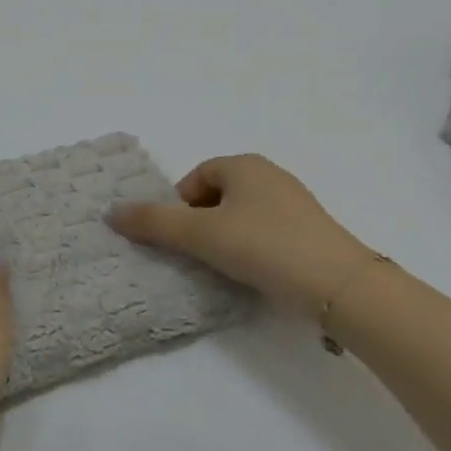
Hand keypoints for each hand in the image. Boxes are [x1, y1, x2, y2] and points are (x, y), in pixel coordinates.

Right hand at [109, 154, 376, 310]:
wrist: (339, 285)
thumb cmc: (263, 246)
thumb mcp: (200, 235)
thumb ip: (154, 223)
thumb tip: (111, 213)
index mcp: (243, 164)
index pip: (195, 178)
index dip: (178, 207)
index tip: (179, 239)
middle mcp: (269, 175)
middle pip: (216, 196)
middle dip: (200, 223)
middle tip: (197, 254)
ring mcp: (294, 202)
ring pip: (241, 216)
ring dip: (225, 238)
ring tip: (223, 267)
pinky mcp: (310, 231)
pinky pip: (266, 232)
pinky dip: (251, 249)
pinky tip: (253, 273)